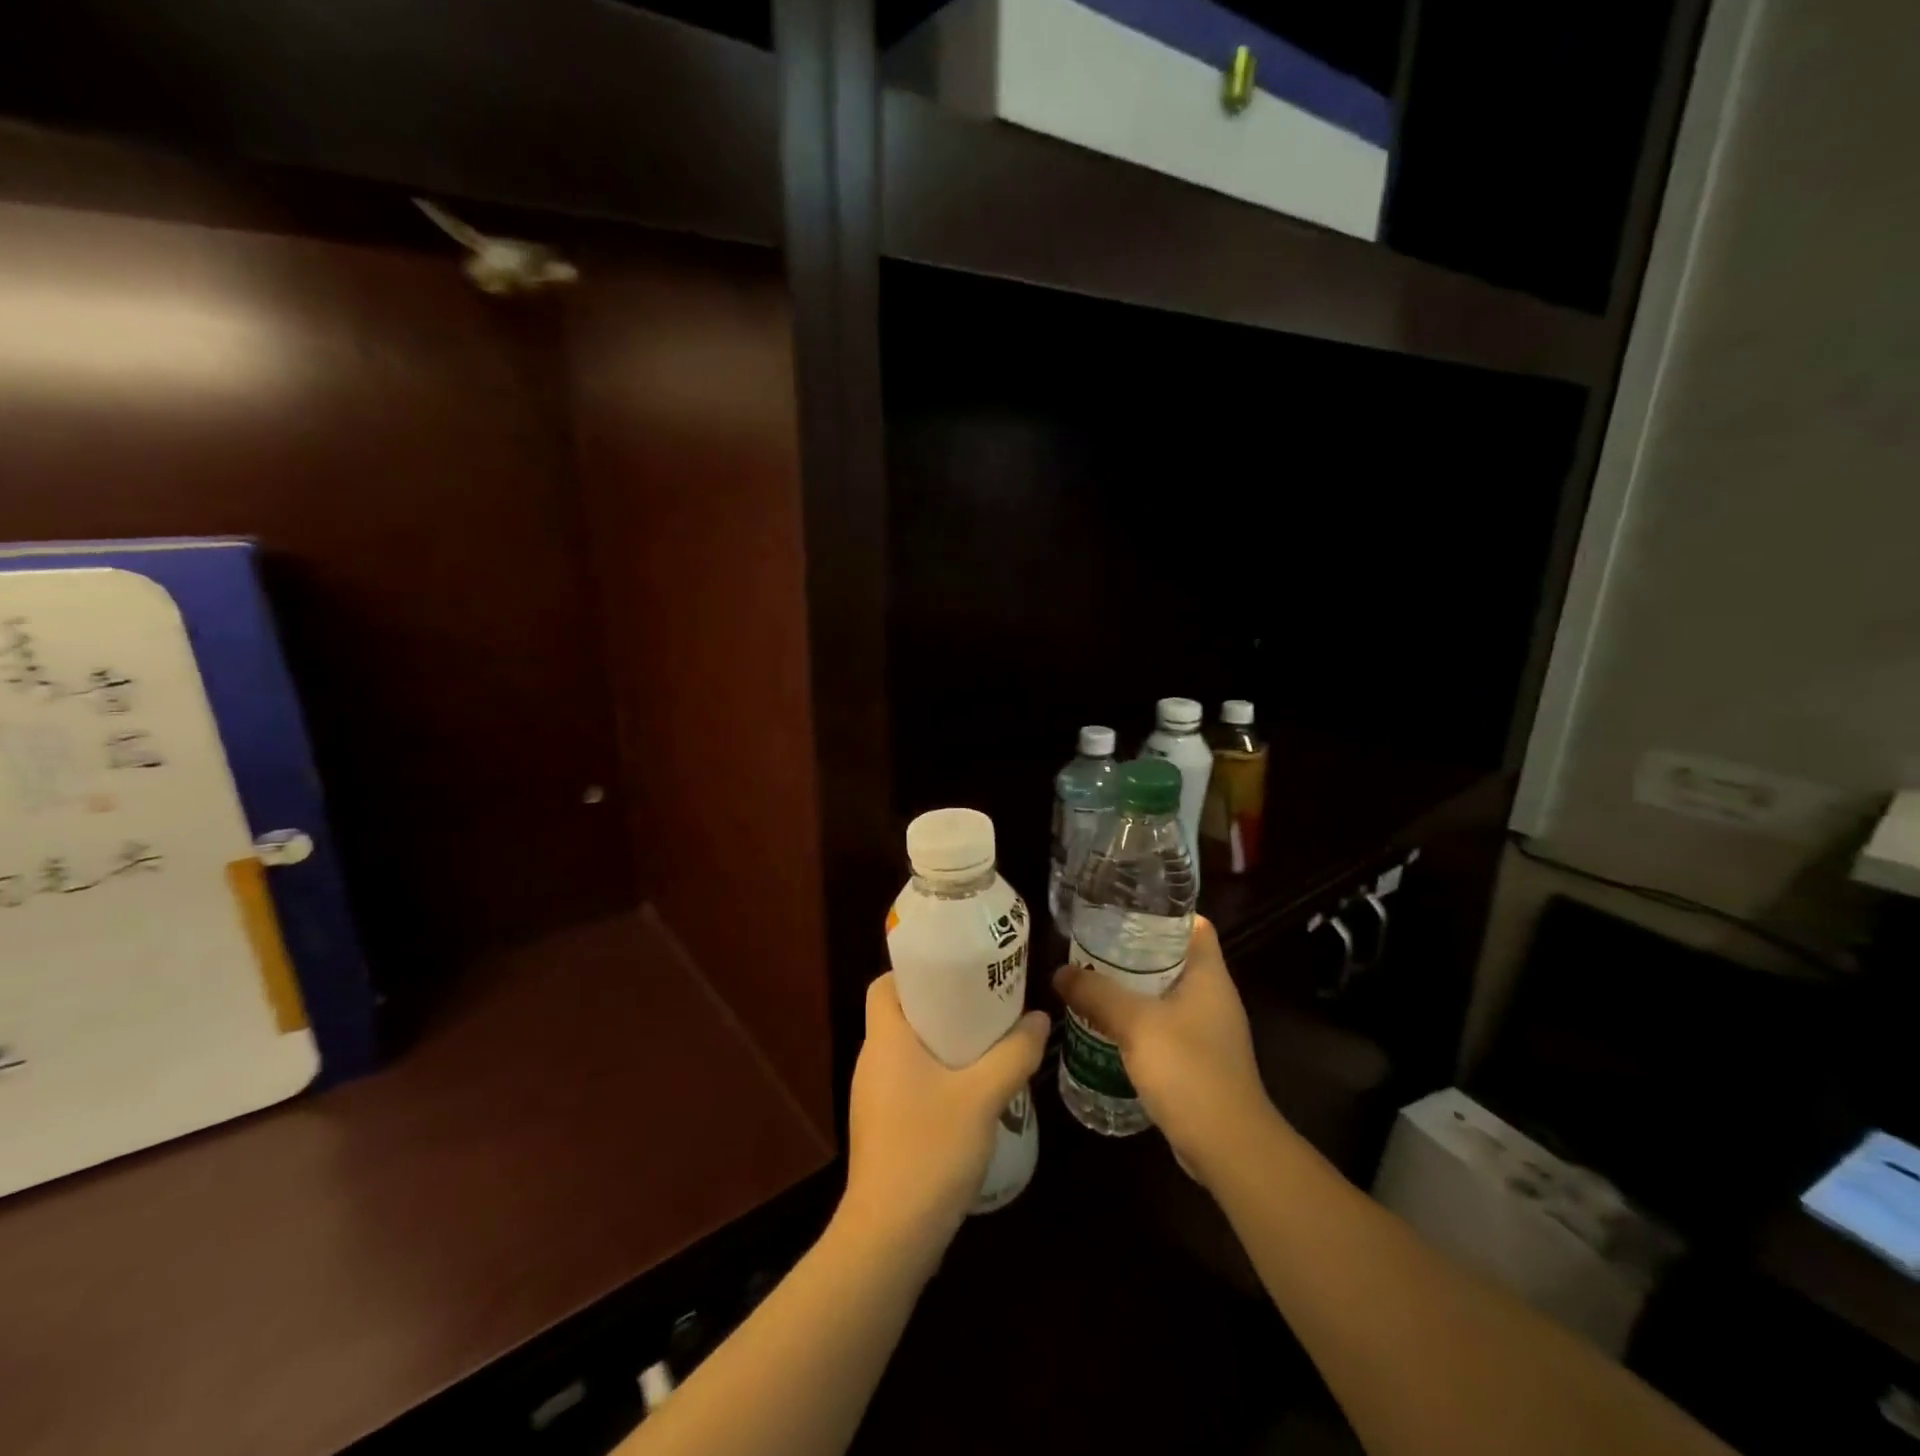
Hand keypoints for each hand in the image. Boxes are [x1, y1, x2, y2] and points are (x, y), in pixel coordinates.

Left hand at [840, 974, 1047, 1266]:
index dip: (914, 972)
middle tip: (985, 1004)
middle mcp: (872, 1062)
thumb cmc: (930, 1150)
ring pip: (909, 1053)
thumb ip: (1014, 1054)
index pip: (884, 984)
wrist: (890, 1238)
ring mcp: (874, 1099)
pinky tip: (973, 1094)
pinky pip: (910, 1084)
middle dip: (943, 1006)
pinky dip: (938, 1077)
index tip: (956, 972)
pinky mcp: (883, 1129)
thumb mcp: (983, 1096)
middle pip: (902, 1015)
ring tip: (988, 1044)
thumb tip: (1038, 1019)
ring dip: (944, 1045)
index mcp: (885, 1040)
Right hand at [1053, 917, 1274, 1182]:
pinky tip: (1105, 1027)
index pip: (1194, 925)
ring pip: (1164, 994)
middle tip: (1092, 945)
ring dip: (1132, 990)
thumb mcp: (1135, 1023)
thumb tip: (1060, 972)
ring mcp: (1207, 1031)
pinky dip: (1137, 1022)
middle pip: (1172, 958)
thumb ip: (1096, 994)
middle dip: (1134, 951)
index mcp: (1209, 975)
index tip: (1123, 909)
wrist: (1227, 1146)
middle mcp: (1212, 997)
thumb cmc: (1188, 1069)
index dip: (1163, 912)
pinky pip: (1163, 1027)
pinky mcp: (1197, 1060)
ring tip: (1091, 981)